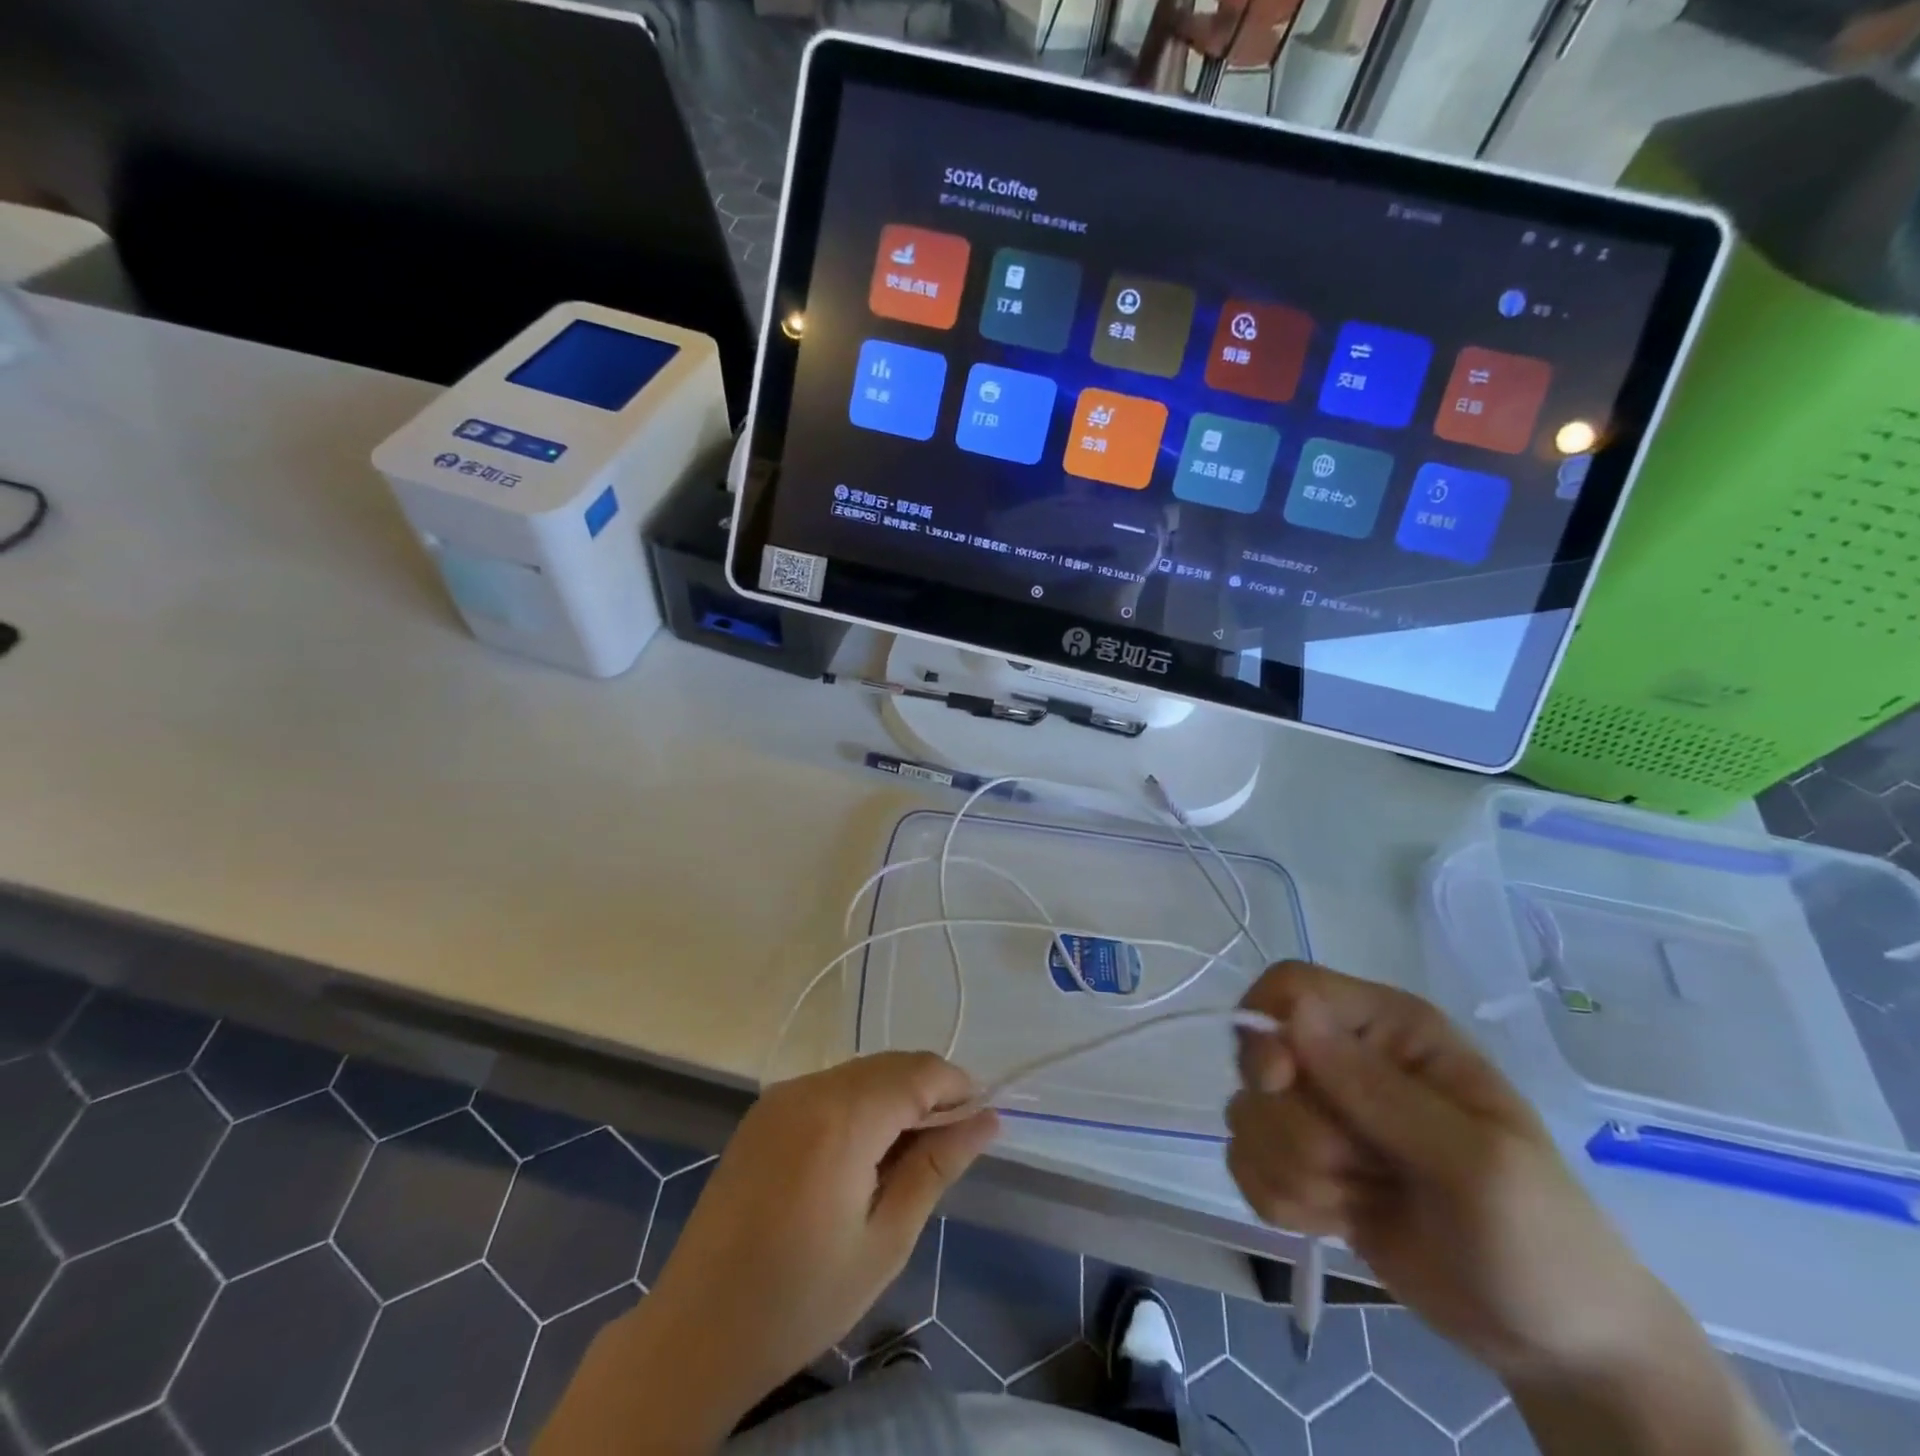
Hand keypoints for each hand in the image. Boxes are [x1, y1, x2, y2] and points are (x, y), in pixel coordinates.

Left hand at [646, 1054, 996, 1433]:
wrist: (696, 1332)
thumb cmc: (802, 1299)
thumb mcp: (886, 1241)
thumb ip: (937, 1167)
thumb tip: (987, 1119)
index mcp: (843, 1118)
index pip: (920, 1072)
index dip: (958, 1088)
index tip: (978, 1125)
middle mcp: (810, 1088)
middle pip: (890, 1065)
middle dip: (928, 1093)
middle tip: (946, 1150)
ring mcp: (781, 1096)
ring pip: (860, 1072)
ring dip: (894, 1097)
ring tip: (904, 1159)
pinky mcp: (763, 1111)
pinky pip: (829, 1087)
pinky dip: (859, 1104)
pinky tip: (859, 1155)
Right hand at [1227, 962, 1671, 1384]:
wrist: (1554, 1343)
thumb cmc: (1539, 1236)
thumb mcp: (1474, 1163)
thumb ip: (1377, 1088)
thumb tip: (1291, 1014)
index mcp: (1390, 1030)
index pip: (1291, 986)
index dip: (1268, 1026)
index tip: (1279, 1084)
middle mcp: (1345, 1058)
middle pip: (1258, 1060)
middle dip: (1298, 1129)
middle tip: (1364, 1169)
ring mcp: (1322, 1114)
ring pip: (1248, 1118)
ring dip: (1297, 1173)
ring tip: (1364, 1200)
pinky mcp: (1303, 1166)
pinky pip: (1246, 1166)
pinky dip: (1286, 1203)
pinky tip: (1341, 1221)